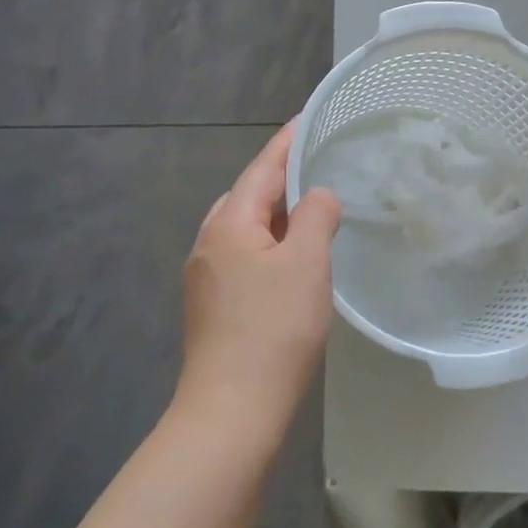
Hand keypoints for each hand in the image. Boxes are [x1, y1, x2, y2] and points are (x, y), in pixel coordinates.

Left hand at [177, 123, 341, 447]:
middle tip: (320, 165)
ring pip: (247, 229)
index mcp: (229, 224)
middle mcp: (209, 244)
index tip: (306, 118)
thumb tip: (318, 195)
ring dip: (278, 214)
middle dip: (281, 177)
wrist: (233, 409)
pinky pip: (247, 256)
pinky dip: (272, 244)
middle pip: (249, 196)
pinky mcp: (215, 306)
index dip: (286, 142)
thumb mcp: (306, 263)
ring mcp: (207, 277)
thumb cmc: (273, 328)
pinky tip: (294, 259)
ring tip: (313, 207)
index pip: (261, 169)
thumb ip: (316, 216)